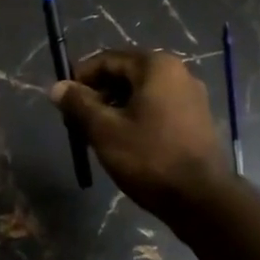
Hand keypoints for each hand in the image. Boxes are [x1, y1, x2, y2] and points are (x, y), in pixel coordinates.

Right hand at [51, 48, 229, 216]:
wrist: (202, 199)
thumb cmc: (150, 158)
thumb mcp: (105, 130)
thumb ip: (79, 104)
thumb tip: (57, 87)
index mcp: (156, 66)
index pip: (108, 60)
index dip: (81, 77)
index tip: (63, 100)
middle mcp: (178, 72)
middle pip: (126, 74)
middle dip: (98, 94)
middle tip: (77, 120)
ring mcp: (191, 96)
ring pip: (141, 93)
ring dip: (115, 107)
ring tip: (97, 134)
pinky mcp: (197, 119)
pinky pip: (158, 107)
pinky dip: (136, 116)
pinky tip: (124, 141)